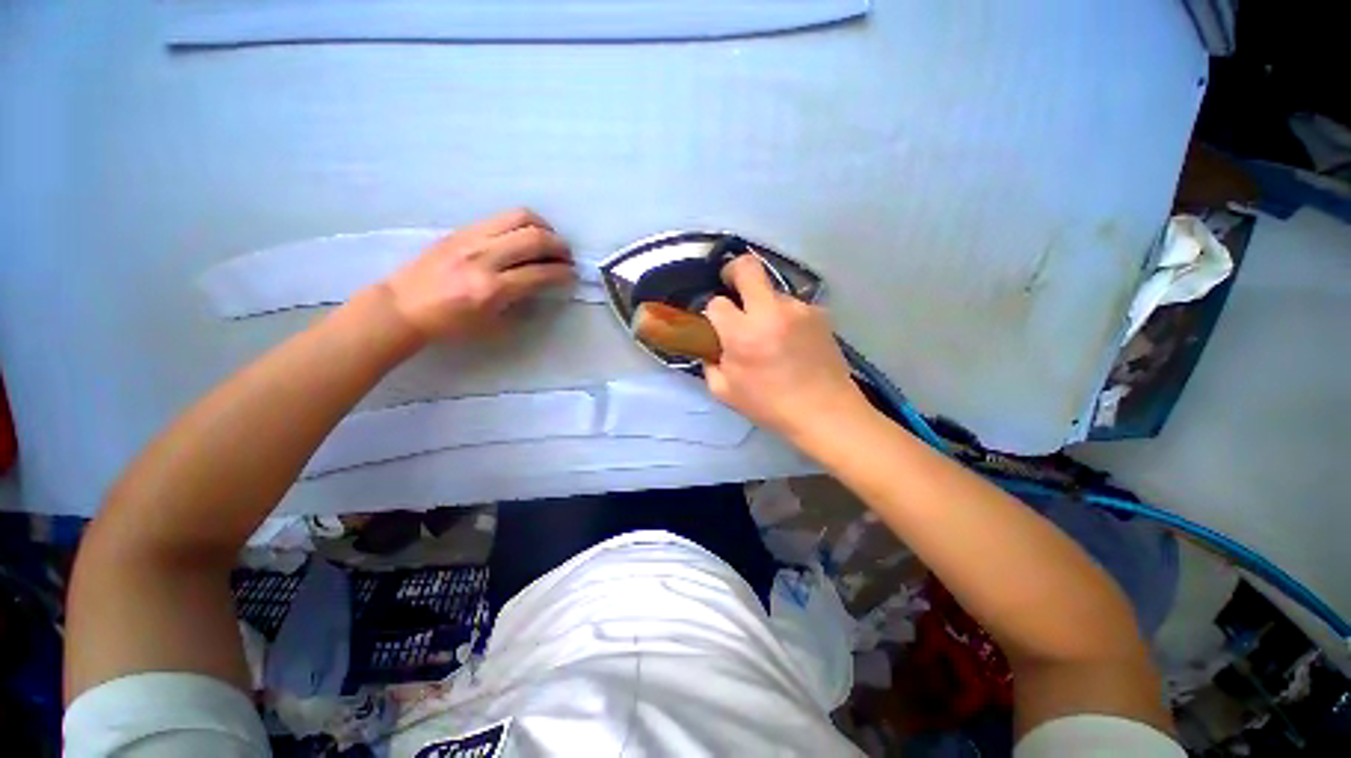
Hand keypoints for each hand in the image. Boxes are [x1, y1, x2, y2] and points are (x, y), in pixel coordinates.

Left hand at [380, 209, 573, 340]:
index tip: (572, 276)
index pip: (541, 273)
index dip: (564, 273)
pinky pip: (501, 217)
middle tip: (566, 257)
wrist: (404, 307)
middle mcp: (484, 257)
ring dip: (544, 228)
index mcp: (492, 289)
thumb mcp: (493, 324)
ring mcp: (471, 238)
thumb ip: (522, 302)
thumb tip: (544, 285)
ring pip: (520, 218)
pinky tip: (526, 236)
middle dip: (560, 247)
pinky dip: (523, 223)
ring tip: (549, 241)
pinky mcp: (462, 229)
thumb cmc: (451, 324)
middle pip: (535, 238)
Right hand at [703, 255, 867, 439]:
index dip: (714, 312)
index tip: (718, 324)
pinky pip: (792, 306)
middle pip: (747, 267)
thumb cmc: (771, 406)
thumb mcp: (725, 392)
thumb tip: (711, 344)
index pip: (717, 303)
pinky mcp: (820, 312)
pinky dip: (785, 316)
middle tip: (732, 288)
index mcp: (743, 335)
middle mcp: (771, 312)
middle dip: (733, 271)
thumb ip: (709, 363)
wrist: (825, 412)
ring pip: (771, 290)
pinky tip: (791, 340)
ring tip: (771, 333)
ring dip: (763, 305)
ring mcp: (799, 309)